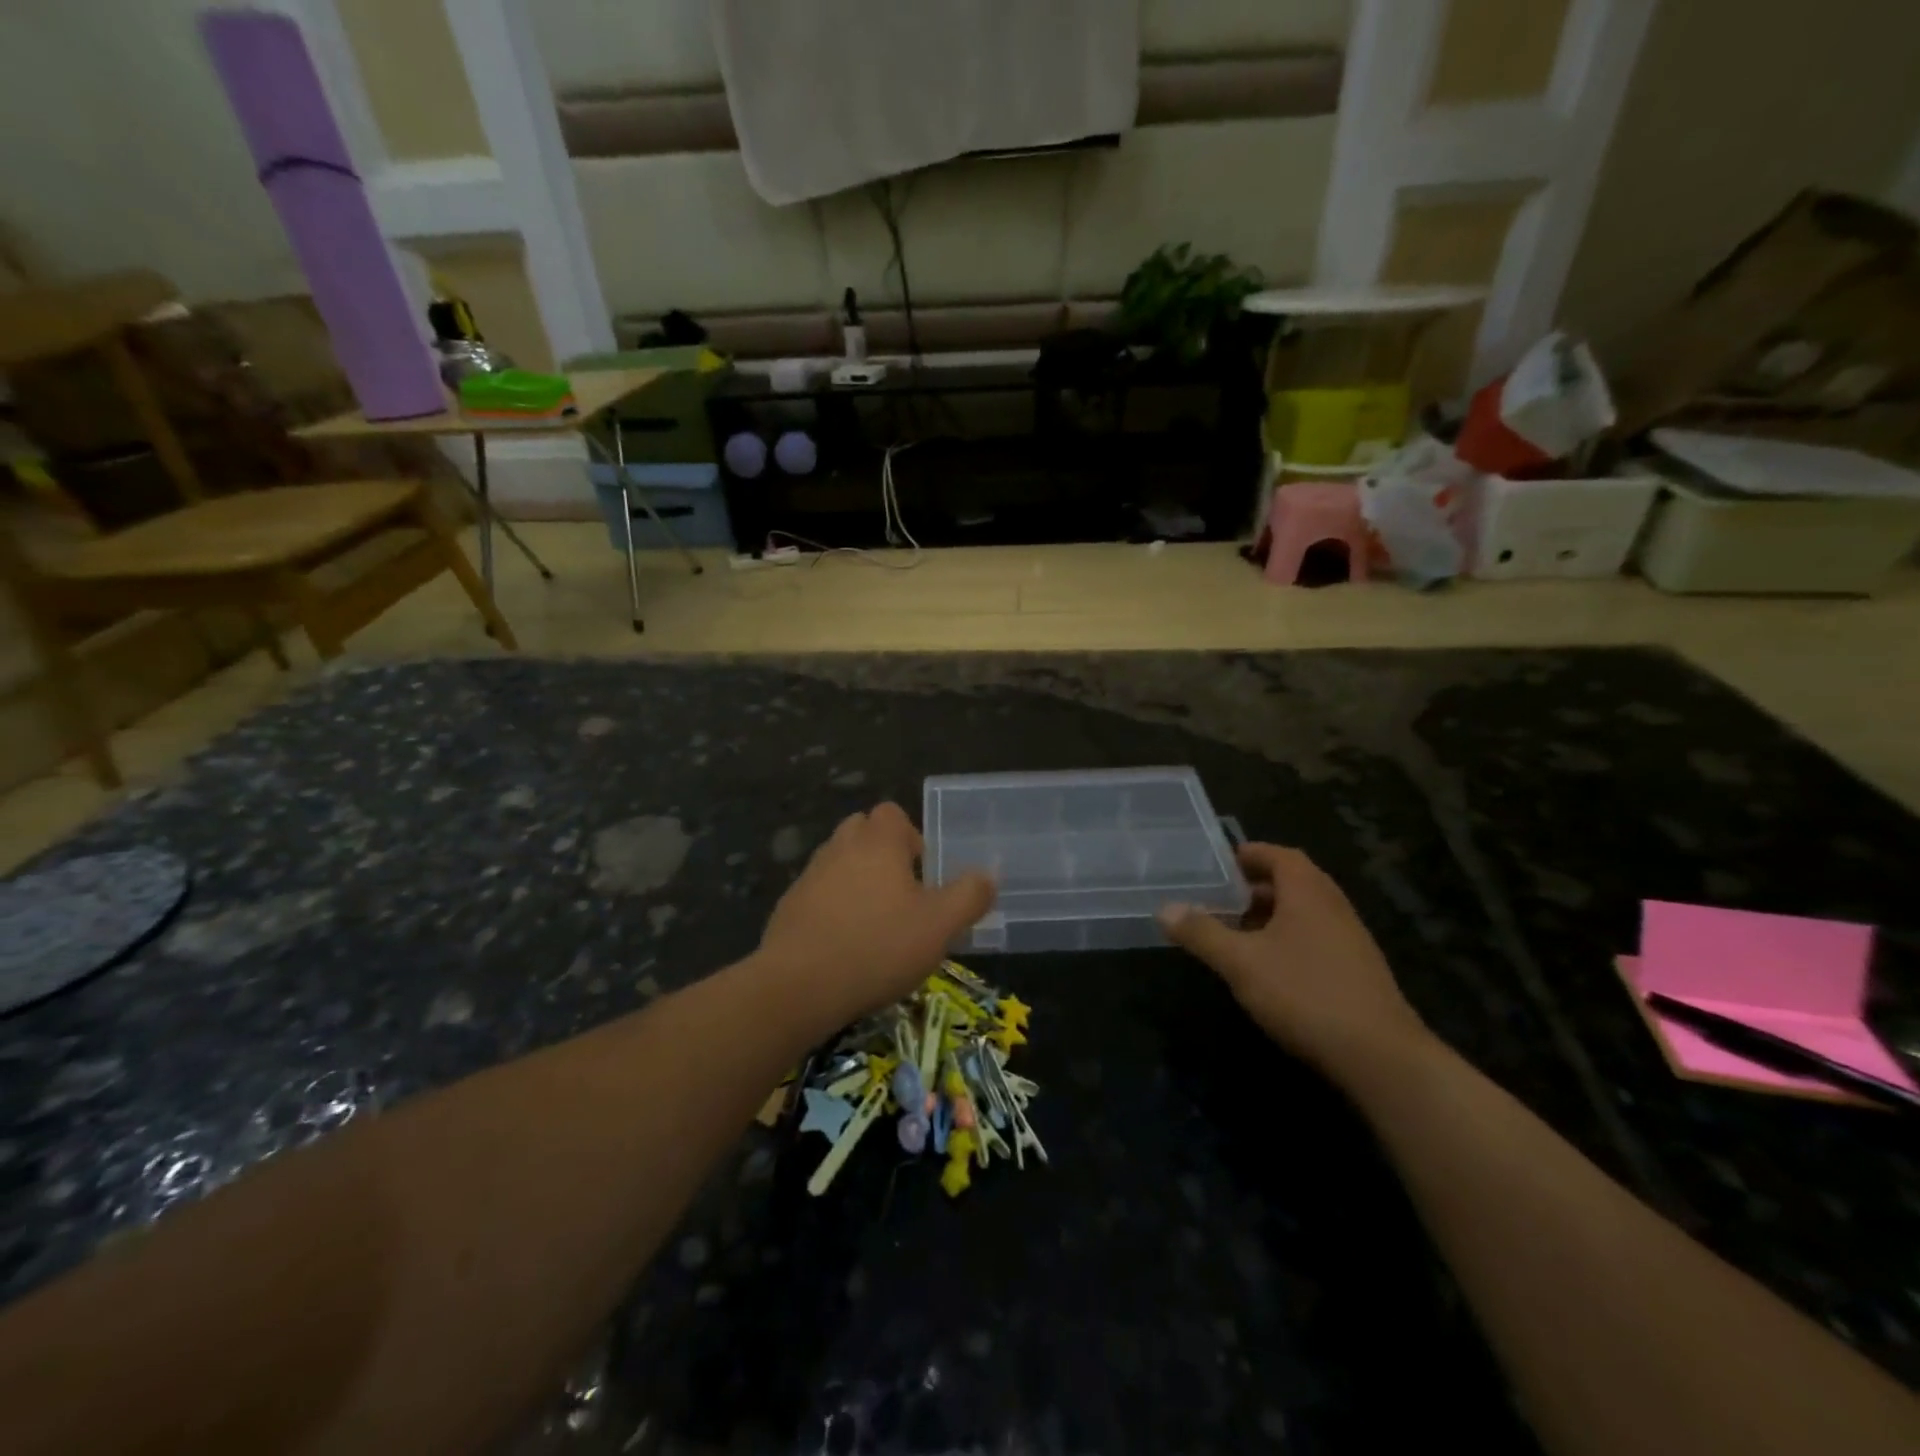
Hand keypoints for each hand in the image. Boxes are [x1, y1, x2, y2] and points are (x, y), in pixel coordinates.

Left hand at [758, 803, 995, 1025]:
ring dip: (856, 879)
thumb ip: (969, 896)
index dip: (910, 834)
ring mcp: (809, 876)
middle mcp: (840, 848)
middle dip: (881, 851)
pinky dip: (832, 906)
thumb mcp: (940, 926)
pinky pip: (817, 893)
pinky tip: (844, 943)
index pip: (891, 813)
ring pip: (838, 861)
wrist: (799, 985)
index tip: (922, 870)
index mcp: (877, 842)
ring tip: (875, 920)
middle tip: (902, 891)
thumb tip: (988, 875)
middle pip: (861, 830)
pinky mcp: (788, 907)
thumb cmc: (878, 946)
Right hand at [1157, 843, 1429, 1079]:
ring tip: (1237, 931)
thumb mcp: (1241, 962)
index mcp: (1308, 892)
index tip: (1219, 864)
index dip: (1249, 854)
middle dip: (1255, 886)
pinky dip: (1288, 938)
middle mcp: (1333, 906)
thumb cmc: (1304, 993)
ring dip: (1271, 915)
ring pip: (1305, 912)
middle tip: (1219, 898)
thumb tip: (1165, 909)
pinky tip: (1268, 967)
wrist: (1381, 1056)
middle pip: (1293, 881)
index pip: (1279, 855)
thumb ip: (1202, 933)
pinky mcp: (1358, 970)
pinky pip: (1316, 937)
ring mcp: (1351, 939)